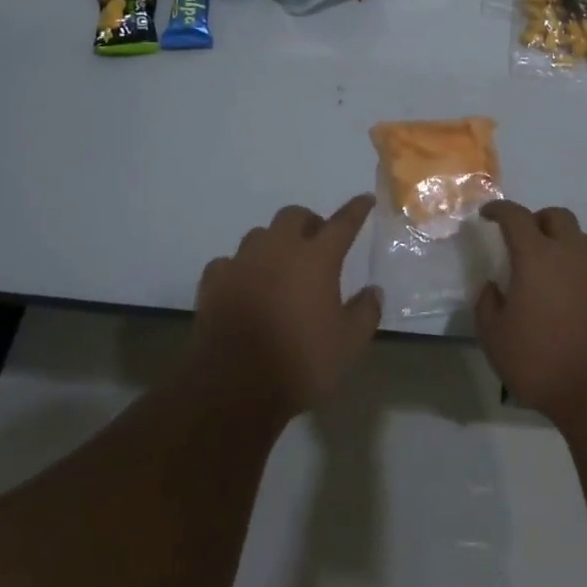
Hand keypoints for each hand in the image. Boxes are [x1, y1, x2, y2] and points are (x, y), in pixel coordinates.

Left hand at [193, 195, 381, 417]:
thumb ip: (366, 312)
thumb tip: (373, 291)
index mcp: (316, 258)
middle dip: (309, 222)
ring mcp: (241, 263)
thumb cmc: (300, 362)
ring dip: (275, 243)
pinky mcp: (213, 282)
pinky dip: (242, 269)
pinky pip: (230, 262)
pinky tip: (245, 285)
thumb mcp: (349, 344)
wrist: (233, 387)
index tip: (365, 199)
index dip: (356, 209)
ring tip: (281, 265)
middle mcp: (278, 249)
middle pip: (294, 215)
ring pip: (260, 235)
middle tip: (318, 242)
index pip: (342, 223)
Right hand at [475, 201, 586, 428]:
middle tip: (524, 241)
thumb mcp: (496, 340)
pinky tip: (576, 305)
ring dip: (564, 247)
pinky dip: (583, 276)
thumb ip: (487, 306)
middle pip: (557, 217)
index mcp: (538, 258)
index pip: (516, 217)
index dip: (500, 210)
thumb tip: (492, 287)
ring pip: (582, 242)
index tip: (488, 214)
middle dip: (537, 220)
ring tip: (551, 275)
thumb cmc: (544, 363)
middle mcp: (574, 255)